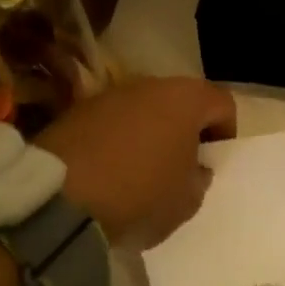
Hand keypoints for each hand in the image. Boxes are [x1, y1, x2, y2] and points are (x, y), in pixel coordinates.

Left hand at [35, 77, 236, 248]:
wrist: (59, 199)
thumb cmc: (140, 194)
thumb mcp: (187, 201)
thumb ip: (199, 178)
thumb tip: (194, 167)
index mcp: (187, 99)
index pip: (223, 104)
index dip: (225, 133)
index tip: (213, 163)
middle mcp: (150, 85)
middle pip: (181, 102)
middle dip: (185, 130)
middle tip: (179, 167)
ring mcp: (110, 94)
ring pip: (144, 110)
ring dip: (149, 133)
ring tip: (141, 171)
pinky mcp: (77, 110)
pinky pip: (111, 122)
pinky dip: (116, 140)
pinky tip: (109, 172)